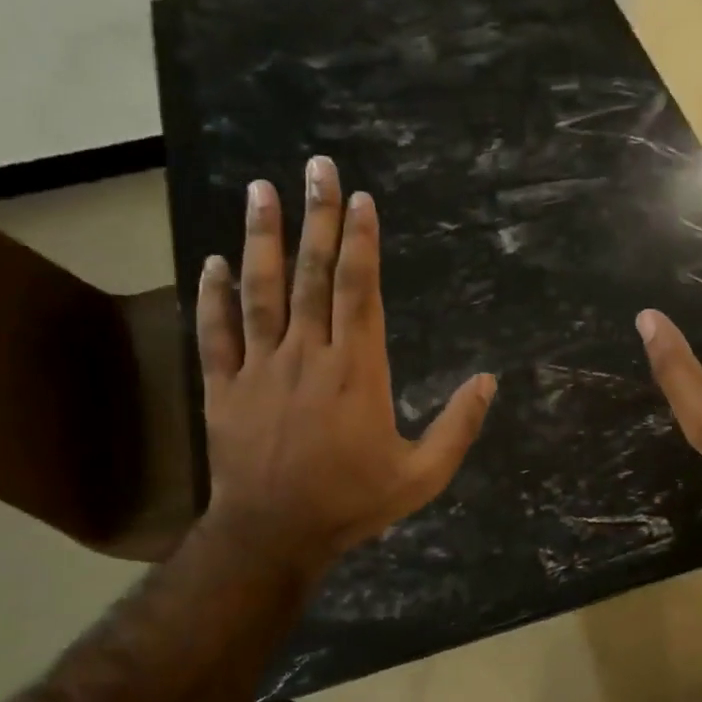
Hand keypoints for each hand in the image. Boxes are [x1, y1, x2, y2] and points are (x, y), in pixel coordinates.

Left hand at [195, 156, 495, 573]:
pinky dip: (213, 296)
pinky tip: (213, 261)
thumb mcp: (422, 476)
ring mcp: (260, 368)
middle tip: (317, 167)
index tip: (360, 200)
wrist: (274, 535)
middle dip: (317, 218)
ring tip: (262, 190)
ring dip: (261, 238)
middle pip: (311, 276)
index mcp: (356, 371)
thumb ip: (458, 427)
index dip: (360, 242)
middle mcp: (307, 356)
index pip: (357, 291)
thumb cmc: (353, 503)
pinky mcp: (224, 388)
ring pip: (260, 291)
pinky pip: (217, 333)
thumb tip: (488, 380)